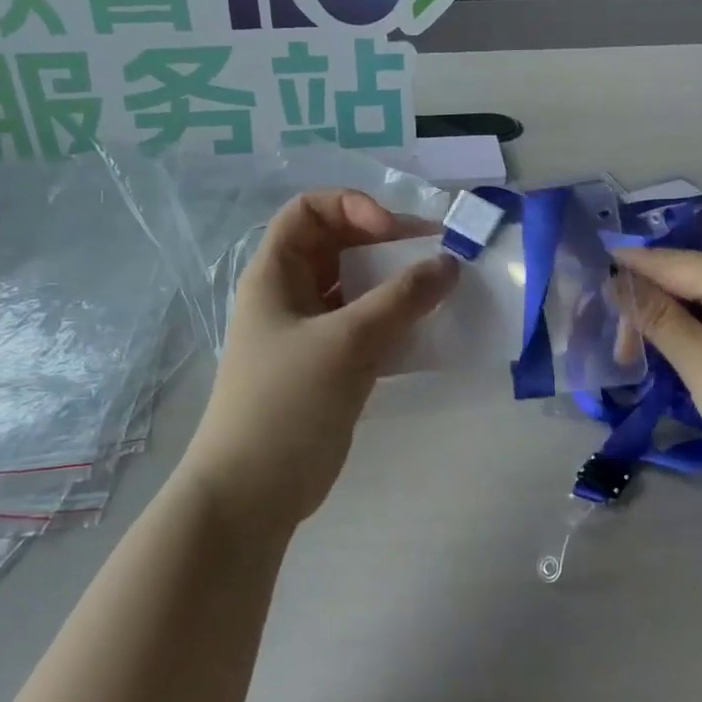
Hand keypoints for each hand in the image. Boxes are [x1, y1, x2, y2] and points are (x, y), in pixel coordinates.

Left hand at [181, 190, 459, 534]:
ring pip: (357, 287)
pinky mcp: (329, 364)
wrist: (251, 495)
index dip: (351, 207)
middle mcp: (291, 293)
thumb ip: (401, 299)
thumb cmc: (286, 404)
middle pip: (339, 245)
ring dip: (397, 283)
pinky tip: (428, 330)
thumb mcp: (346, 343)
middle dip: (386, 243)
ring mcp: (310, 331)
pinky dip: (396, 320)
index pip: (309, 210)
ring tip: (441, 289)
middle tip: (436, 254)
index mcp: (275, 273)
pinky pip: (367, 325)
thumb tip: (450, 264)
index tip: (392, 232)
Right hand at [614, 247, 701, 511]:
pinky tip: (671, 347)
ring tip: (633, 349)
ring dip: (666, 318)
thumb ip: (658, 318)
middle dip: (646, 301)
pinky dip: (691, 329)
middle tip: (614, 343)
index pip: (673, 262)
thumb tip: (616, 280)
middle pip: (687, 278)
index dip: (629, 267)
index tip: (587, 276)